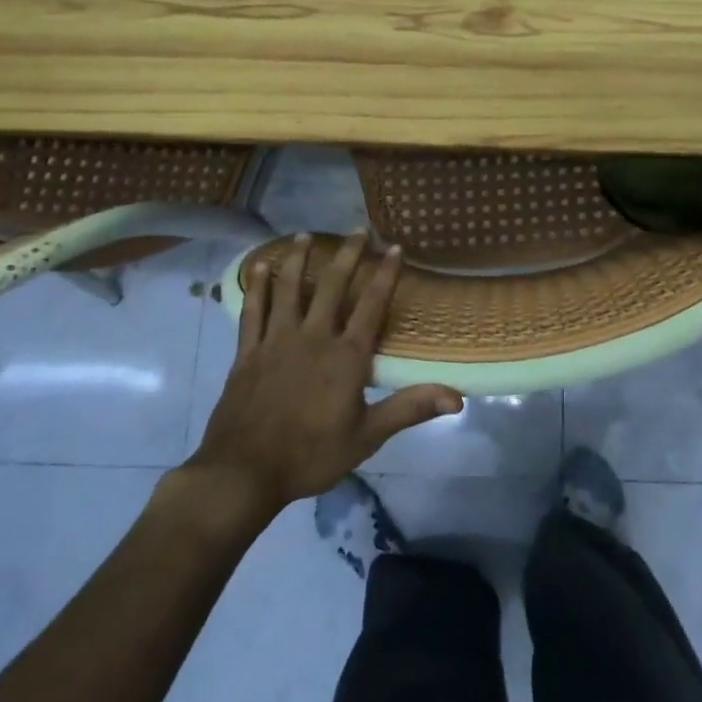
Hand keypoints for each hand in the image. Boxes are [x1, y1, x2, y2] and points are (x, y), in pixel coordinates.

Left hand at [187, 233, 462, 512]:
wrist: (243, 472)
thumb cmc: (310, 455)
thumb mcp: (367, 437)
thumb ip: (410, 409)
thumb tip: (458, 399)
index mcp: (346, 356)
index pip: (372, 305)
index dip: (386, 274)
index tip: (394, 247)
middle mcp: (313, 337)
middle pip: (332, 286)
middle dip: (347, 255)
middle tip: (357, 230)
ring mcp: (277, 341)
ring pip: (290, 289)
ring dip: (298, 260)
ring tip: (304, 235)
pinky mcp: (248, 353)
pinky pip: (253, 311)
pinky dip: (257, 287)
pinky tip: (258, 267)